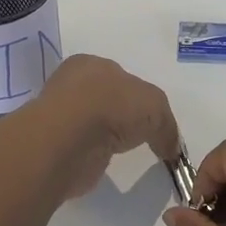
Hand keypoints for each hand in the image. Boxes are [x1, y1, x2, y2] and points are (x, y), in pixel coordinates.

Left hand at [31, 55, 181, 198]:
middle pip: (104, 98)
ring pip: (90, 122)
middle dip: (120, 115)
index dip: (137, 95)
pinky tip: (102, 160)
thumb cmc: (112, 106)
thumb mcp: (155, 106)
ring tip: (121, 151)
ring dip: (104, 135)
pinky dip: (92, 153)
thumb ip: (166, 125)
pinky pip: (80, 147)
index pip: (118, 76)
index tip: (150, 118)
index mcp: (90, 64)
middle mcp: (71, 84)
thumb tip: (171, 147)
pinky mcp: (54, 145)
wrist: (69, 139)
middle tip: (138, 135)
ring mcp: (60, 115)